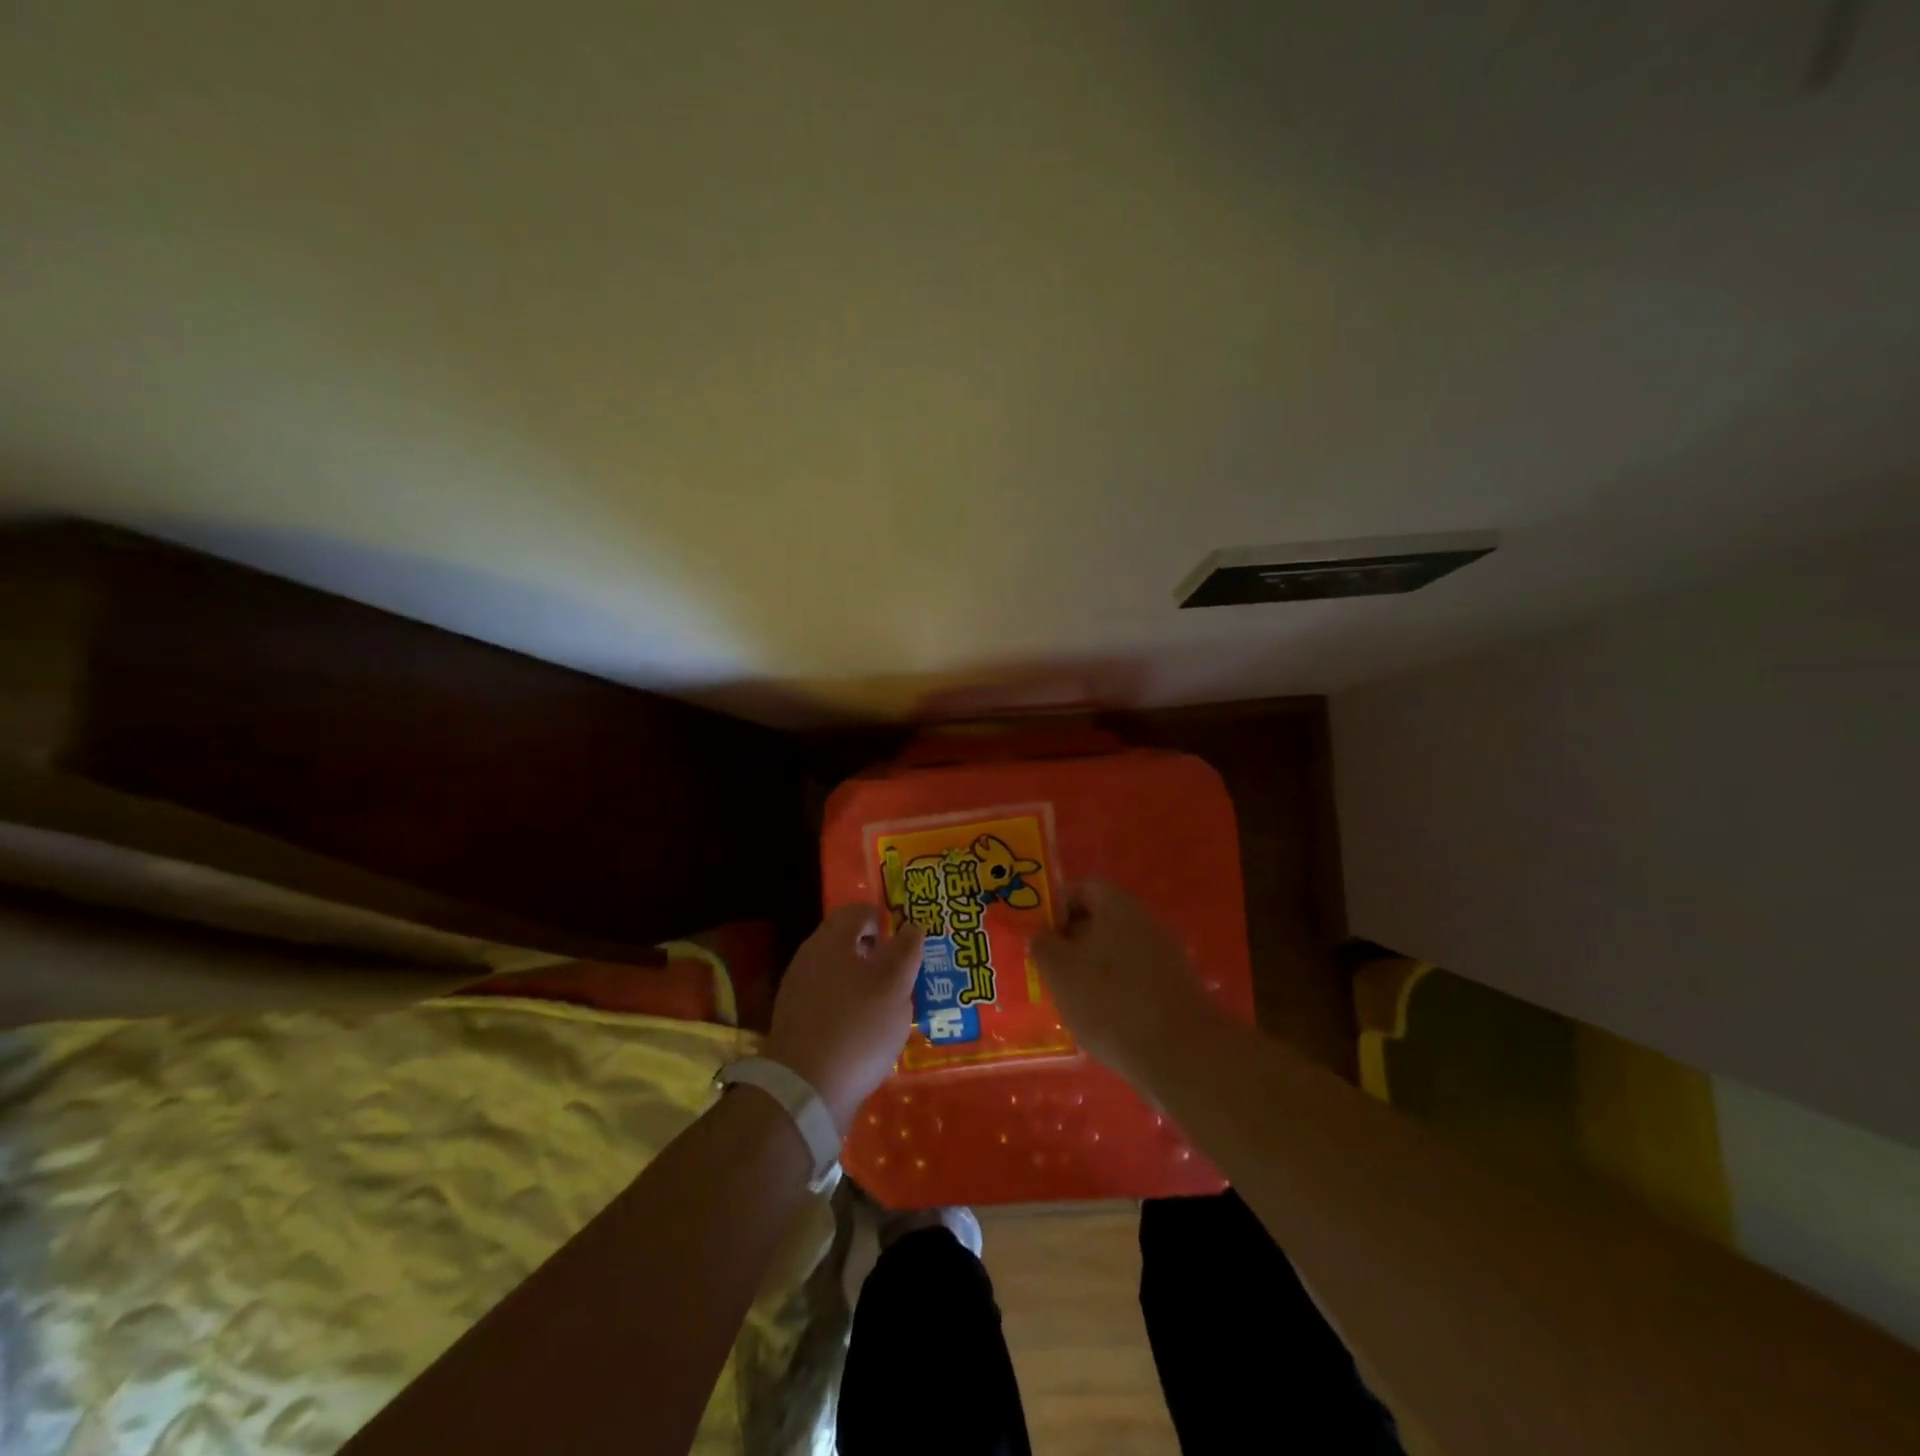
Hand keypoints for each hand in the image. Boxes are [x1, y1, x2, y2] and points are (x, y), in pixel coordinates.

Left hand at [762, 905, 924, 1132]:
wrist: (804, 1090)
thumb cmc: (858, 1027)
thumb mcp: (895, 986)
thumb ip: (907, 951)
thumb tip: (913, 925)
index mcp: (831, 940)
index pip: (859, 911)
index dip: (885, 919)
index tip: (907, 940)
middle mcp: (809, 957)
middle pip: (846, 941)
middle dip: (876, 952)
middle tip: (904, 972)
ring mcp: (797, 990)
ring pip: (838, 972)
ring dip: (863, 980)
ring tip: (890, 1004)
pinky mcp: (795, 1021)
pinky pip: (828, 1000)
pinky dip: (849, 1005)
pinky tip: (866, 1030)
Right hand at [1030, 880, 1221, 1083]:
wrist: (1181, 1055)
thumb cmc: (1110, 1001)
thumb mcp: (1060, 970)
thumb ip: (1042, 945)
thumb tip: (1040, 934)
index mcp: (1118, 906)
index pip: (1082, 889)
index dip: (1055, 906)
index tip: (1036, 932)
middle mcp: (1146, 922)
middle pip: (1099, 920)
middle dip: (1070, 941)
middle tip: (1045, 967)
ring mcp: (1165, 957)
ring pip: (1116, 952)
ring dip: (1090, 969)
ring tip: (1066, 998)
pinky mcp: (1175, 990)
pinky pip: (1134, 979)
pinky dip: (1113, 992)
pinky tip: (1099, 1020)